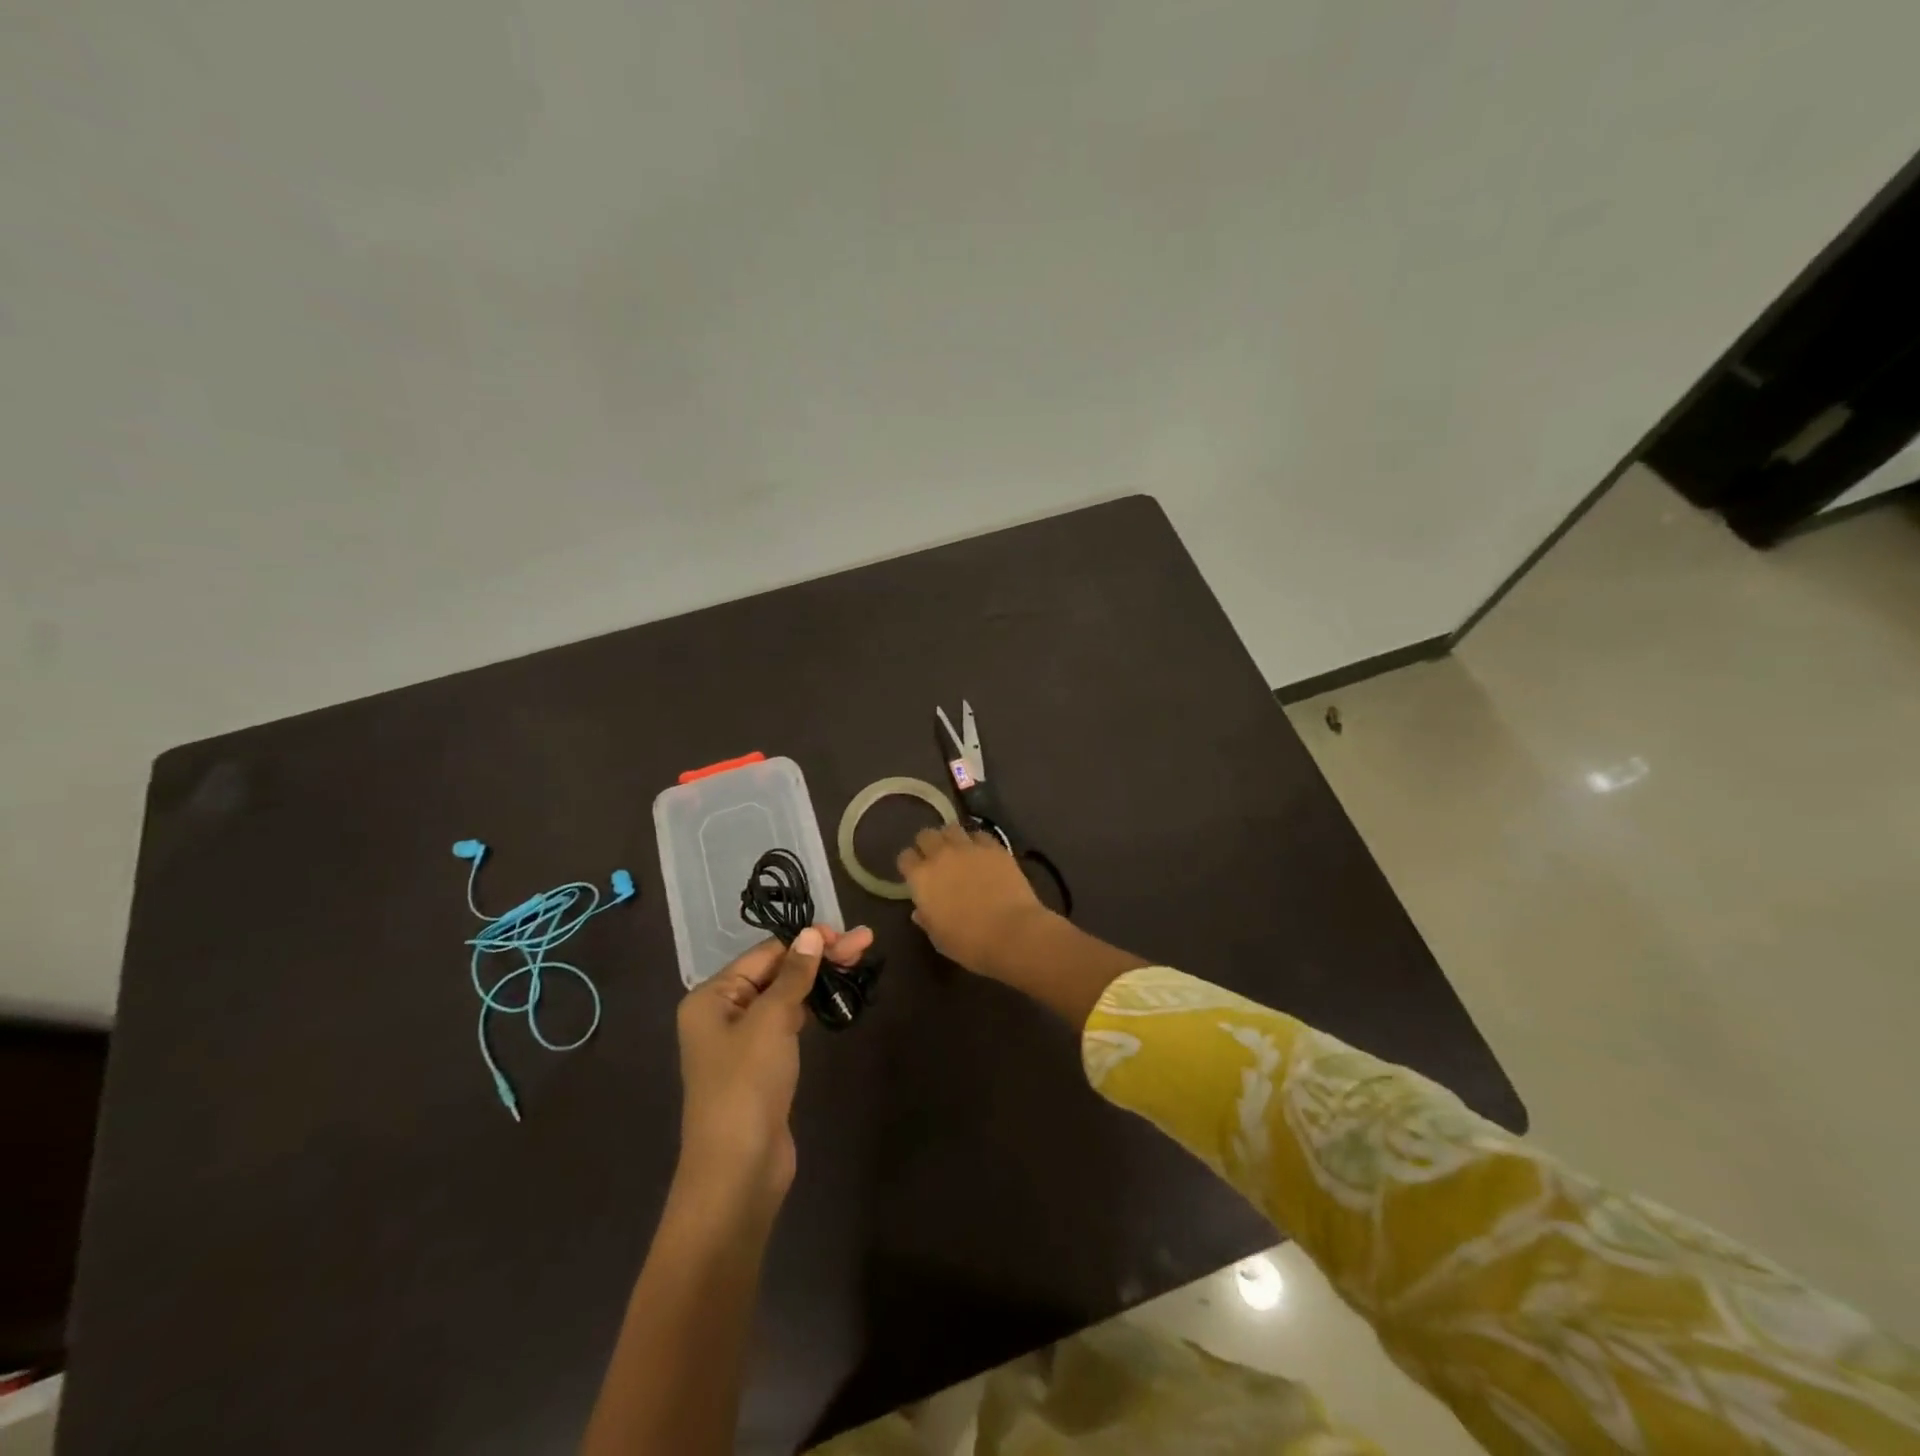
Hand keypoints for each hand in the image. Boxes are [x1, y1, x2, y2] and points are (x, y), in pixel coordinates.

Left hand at [675, 923, 874, 1208]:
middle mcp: (722, 1013)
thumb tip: (813, 934)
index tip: (848, 936)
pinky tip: (833, 997)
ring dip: (818, 979)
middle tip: (865, 943)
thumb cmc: (747, 1085)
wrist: (738, 1171)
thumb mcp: (771, 1021)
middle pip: (776, 972)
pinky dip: (811, 1007)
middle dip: (820, 957)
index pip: (765, 954)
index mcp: (711, 997)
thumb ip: (793, 975)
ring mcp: (743, 1042)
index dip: (807, 941)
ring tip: (858, 962)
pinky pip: (787, 1023)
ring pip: (785, 996)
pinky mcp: (762, 1066)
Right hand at [896, 824, 1052, 978]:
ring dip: (951, 838)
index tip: (915, 874)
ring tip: (958, 850)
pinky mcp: (994, 847)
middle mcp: (941, 855)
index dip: (910, 864)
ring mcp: (969, 848)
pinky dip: (977, 842)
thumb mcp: (939, 938)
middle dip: (928, 844)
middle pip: (926, 835)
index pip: (905, 857)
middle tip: (936, 858)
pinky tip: (983, 854)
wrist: (1012, 932)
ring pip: (952, 828)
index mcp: (921, 878)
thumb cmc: (970, 943)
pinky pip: (980, 835)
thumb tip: (920, 911)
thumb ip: (926, 919)